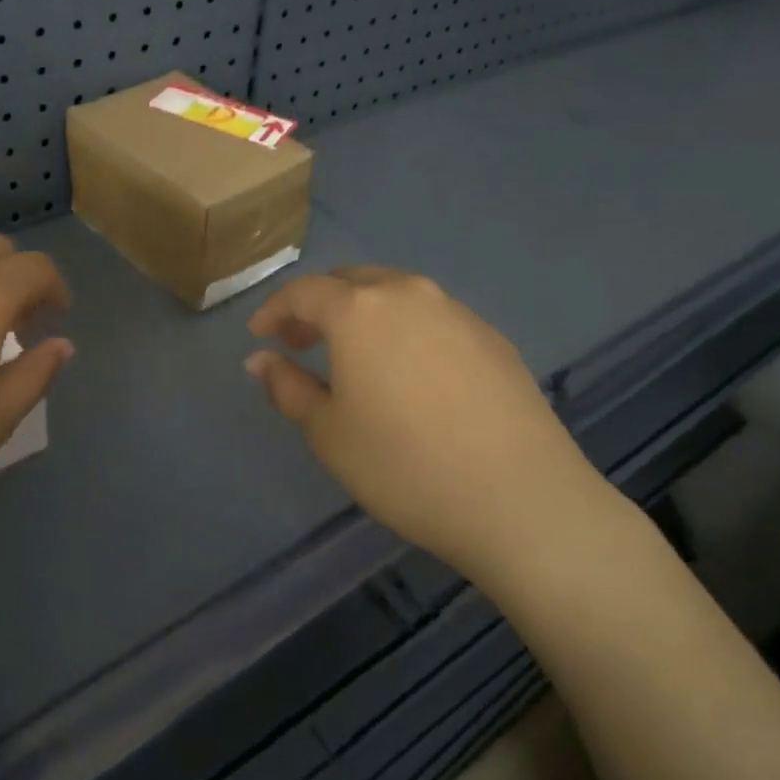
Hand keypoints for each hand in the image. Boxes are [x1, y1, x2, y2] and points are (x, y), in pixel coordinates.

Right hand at [245, 268, 600, 567]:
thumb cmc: (404, 465)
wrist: (519, 498)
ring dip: (364, 315)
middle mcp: (409, 294)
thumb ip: (288, 387)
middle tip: (302, 343)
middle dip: (319, 306)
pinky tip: (409, 375)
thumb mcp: (329, 432)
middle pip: (351, 282)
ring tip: (355, 358)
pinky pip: (433, 318)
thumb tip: (259, 359)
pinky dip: (405, 330)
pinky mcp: (492, 338)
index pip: (304, 291)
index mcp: (360, 310)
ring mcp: (457, 312)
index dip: (275, 310)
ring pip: (396, 295)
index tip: (260, 336)